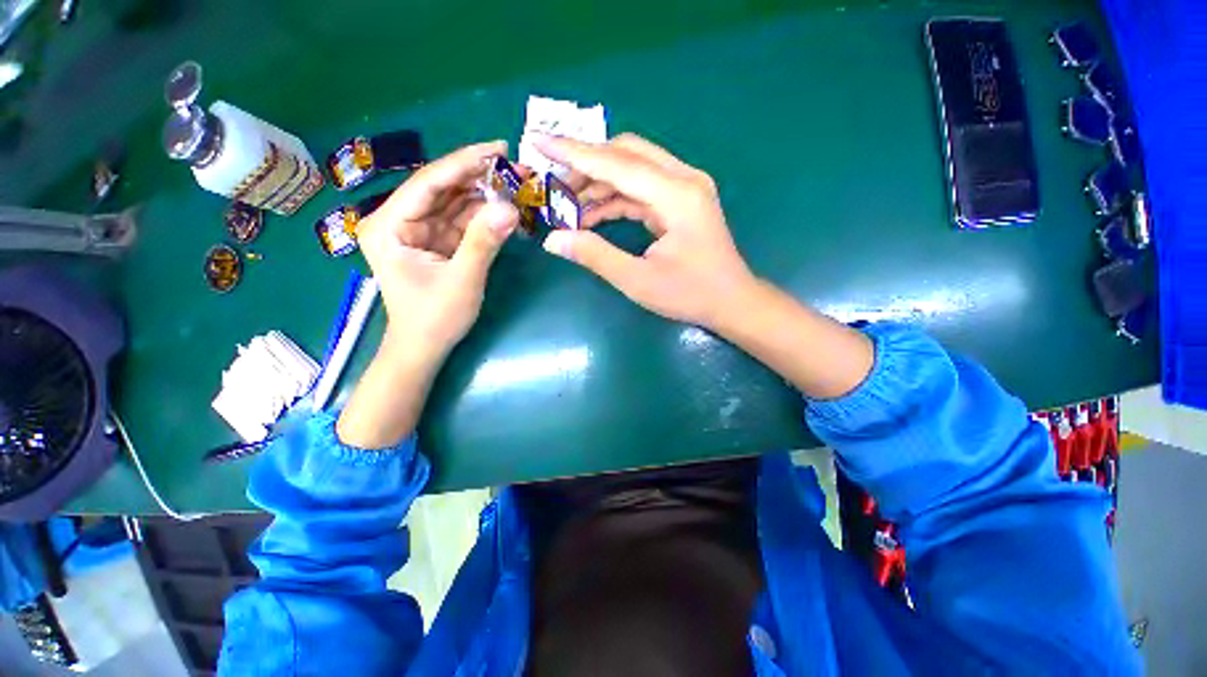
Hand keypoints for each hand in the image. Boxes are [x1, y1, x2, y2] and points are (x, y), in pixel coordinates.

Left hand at [337, 141, 517, 448]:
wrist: (424, 348)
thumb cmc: (434, 319)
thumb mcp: (462, 280)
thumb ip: (484, 242)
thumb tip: (511, 208)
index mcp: (389, 225)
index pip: (429, 183)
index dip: (464, 162)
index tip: (499, 148)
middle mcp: (398, 220)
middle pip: (442, 188)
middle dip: (479, 177)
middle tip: (516, 167)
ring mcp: (417, 231)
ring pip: (453, 202)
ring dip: (485, 195)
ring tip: (517, 185)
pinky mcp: (434, 242)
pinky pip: (460, 220)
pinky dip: (483, 216)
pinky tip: (505, 208)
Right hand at [535, 133, 756, 329]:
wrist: (732, 302)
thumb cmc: (690, 294)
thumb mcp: (638, 280)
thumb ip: (595, 256)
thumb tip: (553, 240)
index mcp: (676, 195)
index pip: (617, 163)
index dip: (574, 153)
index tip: (539, 141)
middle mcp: (683, 180)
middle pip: (626, 153)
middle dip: (586, 165)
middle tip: (555, 185)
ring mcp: (684, 188)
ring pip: (633, 169)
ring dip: (599, 184)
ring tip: (568, 206)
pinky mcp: (681, 200)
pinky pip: (642, 188)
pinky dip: (615, 199)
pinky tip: (592, 216)